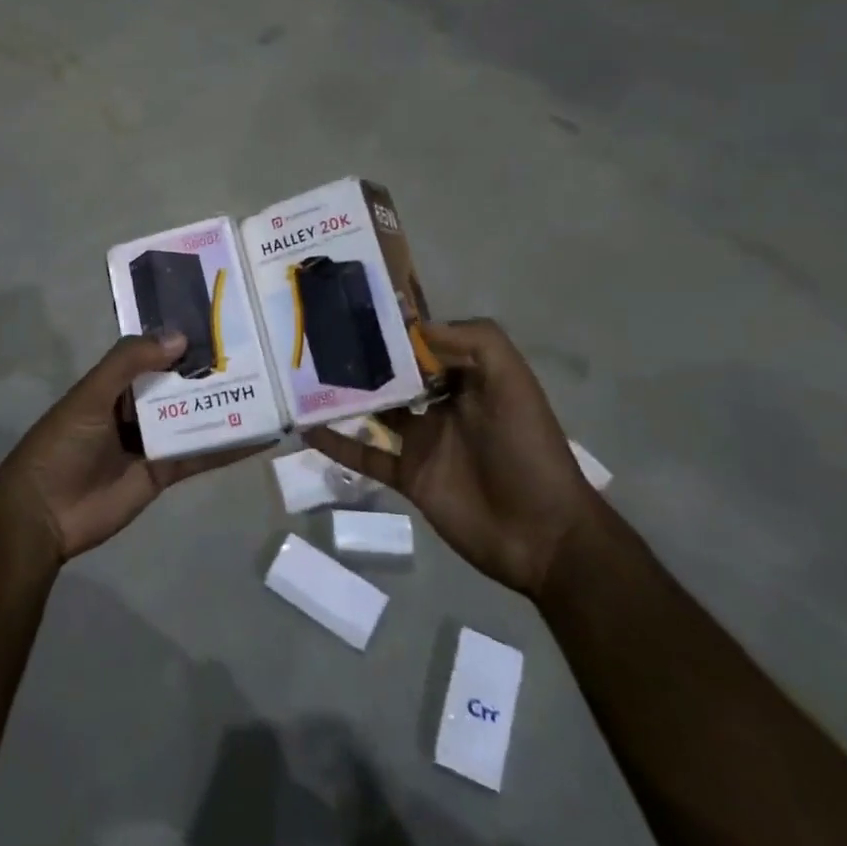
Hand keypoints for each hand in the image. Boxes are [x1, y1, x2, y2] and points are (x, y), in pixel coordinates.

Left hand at [0, 331, 265, 562]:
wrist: (45, 514)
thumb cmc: (62, 443)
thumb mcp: (91, 394)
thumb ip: (130, 362)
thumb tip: (180, 336)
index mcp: (115, 383)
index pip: (154, 353)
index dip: (182, 339)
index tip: (221, 321)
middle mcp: (136, 407)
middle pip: (179, 385)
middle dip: (211, 371)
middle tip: (258, 352)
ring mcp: (152, 440)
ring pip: (194, 417)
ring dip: (224, 406)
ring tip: (268, 389)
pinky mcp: (164, 472)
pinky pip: (200, 455)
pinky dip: (228, 447)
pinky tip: (259, 437)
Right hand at [303, 319, 597, 596]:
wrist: (542, 535)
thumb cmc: (527, 449)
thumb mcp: (513, 382)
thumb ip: (475, 342)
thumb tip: (413, 327)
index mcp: (467, 379)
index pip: (425, 344)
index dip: (396, 329)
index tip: (356, 310)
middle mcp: (441, 404)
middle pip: (395, 374)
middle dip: (364, 357)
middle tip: (319, 339)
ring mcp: (422, 441)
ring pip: (375, 410)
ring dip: (344, 396)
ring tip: (304, 376)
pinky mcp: (408, 475)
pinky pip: (365, 455)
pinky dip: (337, 443)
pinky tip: (307, 429)